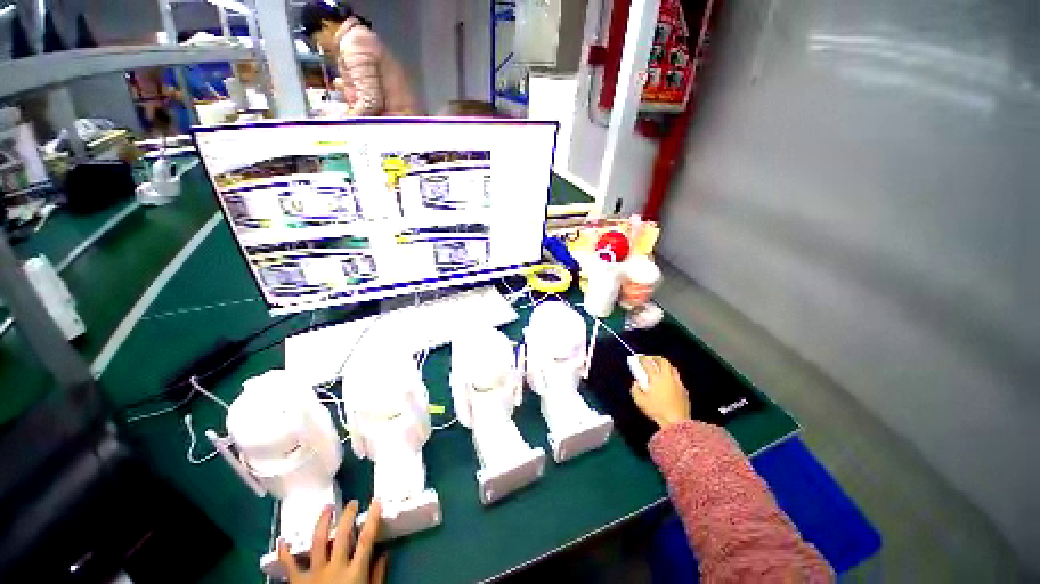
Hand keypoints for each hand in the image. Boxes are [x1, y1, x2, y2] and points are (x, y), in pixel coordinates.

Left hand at [278, 499, 387, 583]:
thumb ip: (377, 576)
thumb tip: (384, 553)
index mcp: (354, 573)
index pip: (366, 539)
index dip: (372, 518)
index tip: (376, 501)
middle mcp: (334, 569)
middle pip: (341, 536)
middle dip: (347, 516)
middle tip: (352, 503)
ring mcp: (313, 575)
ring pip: (317, 543)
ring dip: (322, 522)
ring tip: (327, 508)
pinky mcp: (297, 583)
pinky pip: (289, 566)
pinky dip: (284, 552)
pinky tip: (283, 539)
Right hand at [630, 356, 690, 428]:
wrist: (677, 422)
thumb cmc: (657, 410)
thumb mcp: (640, 401)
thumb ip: (635, 390)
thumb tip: (636, 383)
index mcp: (656, 378)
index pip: (648, 363)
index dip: (642, 359)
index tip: (638, 358)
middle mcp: (668, 377)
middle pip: (663, 361)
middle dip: (655, 358)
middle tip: (650, 358)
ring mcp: (678, 383)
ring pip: (672, 368)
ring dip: (665, 365)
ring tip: (660, 367)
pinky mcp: (684, 390)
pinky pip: (678, 378)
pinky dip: (672, 376)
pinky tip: (669, 381)